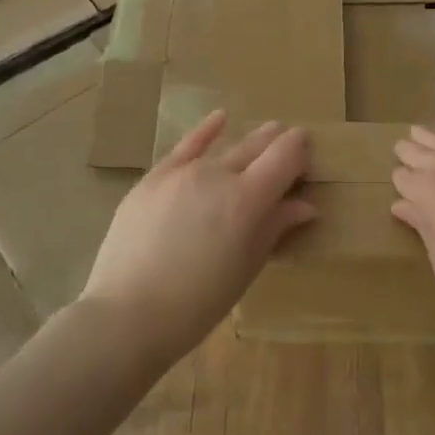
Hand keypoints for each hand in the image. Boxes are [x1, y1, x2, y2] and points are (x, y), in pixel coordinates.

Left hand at [79, 111, 314, 365]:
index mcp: (248, 199)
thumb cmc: (197, 304)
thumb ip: (275, 228)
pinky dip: (206, 131)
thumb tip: (304, 205)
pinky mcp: (154, 178)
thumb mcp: (246, 268)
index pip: (286, 154)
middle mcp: (218, 174)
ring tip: (262, 141)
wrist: (126, 315)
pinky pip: (186, 146)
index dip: (302, 151)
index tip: (308, 161)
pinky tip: (220, 118)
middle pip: (259, 145)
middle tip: (290, 153)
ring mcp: (182, 172)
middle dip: (279, 145)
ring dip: (249, 145)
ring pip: (226, 148)